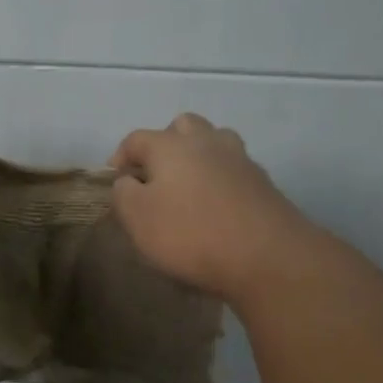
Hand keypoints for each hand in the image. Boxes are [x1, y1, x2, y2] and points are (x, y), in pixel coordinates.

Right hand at [108, 113, 316, 302]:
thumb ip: (123, 194)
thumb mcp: (138, 218)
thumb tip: (127, 181)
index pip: (137, 139)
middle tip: (155, 175)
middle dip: (164, 144)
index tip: (115, 180)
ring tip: (188, 185)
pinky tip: (216, 204)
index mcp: (171, 146)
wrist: (267, 256)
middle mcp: (206, 142)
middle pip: (182, 126)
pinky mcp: (262, 182)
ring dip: (198, 155)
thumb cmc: (191, 234)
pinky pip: (233, 169)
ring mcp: (239, 160)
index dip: (121, 157)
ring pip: (214, 141)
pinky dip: (220, 178)